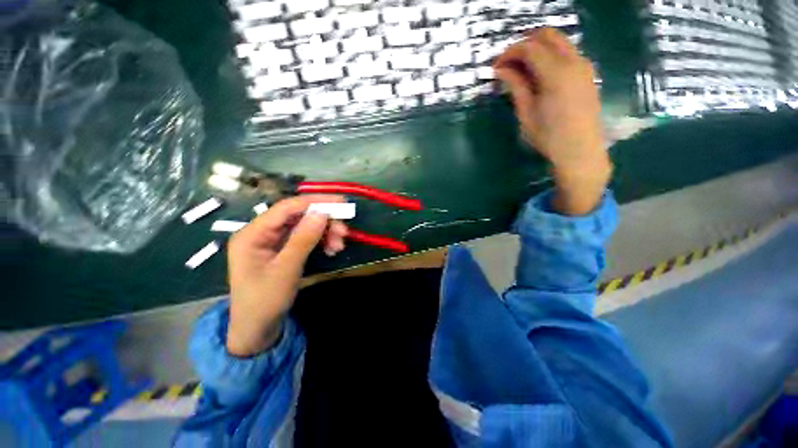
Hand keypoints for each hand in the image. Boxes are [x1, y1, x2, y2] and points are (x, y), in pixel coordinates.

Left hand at [226, 195, 347, 356]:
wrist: (257, 330)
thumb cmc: (264, 301)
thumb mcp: (286, 270)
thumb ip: (303, 239)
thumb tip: (322, 213)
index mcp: (252, 234)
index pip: (287, 208)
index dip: (314, 202)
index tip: (340, 202)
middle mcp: (262, 232)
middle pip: (298, 216)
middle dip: (323, 222)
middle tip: (344, 231)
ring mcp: (273, 241)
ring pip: (305, 227)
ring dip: (325, 233)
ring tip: (339, 245)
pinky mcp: (284, 250)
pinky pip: (306, 238)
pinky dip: (321, 241)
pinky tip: (331, 249)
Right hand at [494, 28, 611, 214]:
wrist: (580, 150)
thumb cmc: (549, 137)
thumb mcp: (526, 113)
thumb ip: (516, 86)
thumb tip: (501, 70)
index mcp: (556, 73)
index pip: (529, 47)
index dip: (509, 53)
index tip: (495, 67)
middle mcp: (573, 61)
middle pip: (546, 35)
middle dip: (523, 44)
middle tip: (507, 64)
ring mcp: (583, 65)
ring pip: (558, 41)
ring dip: (537, 49)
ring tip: (520, 71)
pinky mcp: (587, 73)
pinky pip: (566, 53)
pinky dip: (549, 56)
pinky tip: (538, 75)